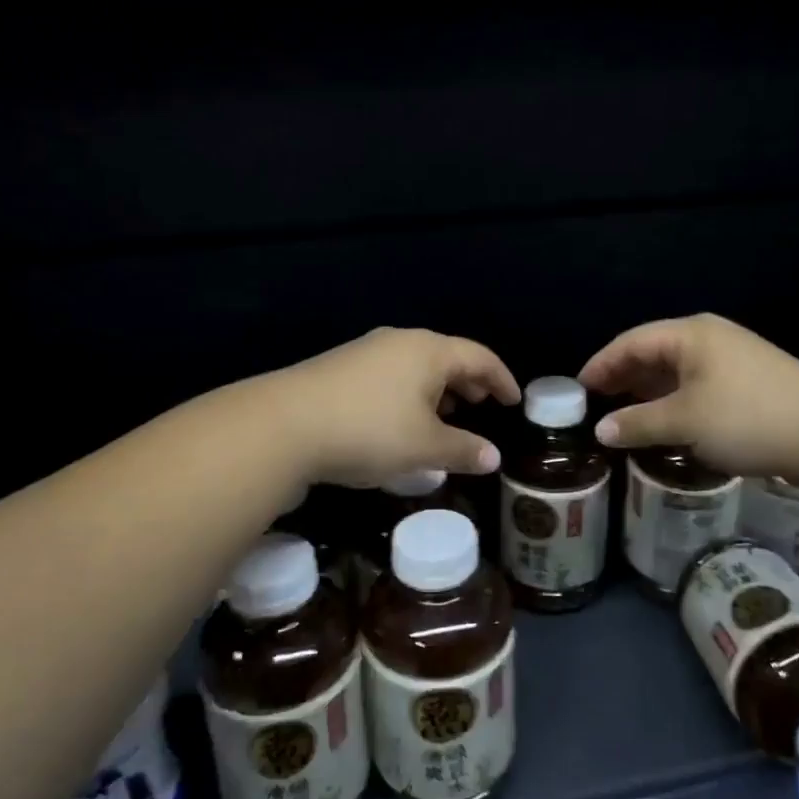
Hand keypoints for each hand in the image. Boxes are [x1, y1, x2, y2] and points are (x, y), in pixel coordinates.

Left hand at [269, 327, 520, 488]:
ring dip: (437, 389)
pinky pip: (390, 374)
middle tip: (481, 406)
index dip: (501, 379)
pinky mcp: (340, 368)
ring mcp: (366, 351)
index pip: (479, 357)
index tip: (514, 401)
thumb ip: (463, 450)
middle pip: (446, 356)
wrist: (284, 424)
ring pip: (415, 366)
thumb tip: (493, 457)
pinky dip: (409, 393)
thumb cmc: (369, 431)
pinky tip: (401, 421)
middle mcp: (400, 341)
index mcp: (429, 350)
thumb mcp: (424, 447)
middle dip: (468, 382)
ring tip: (444, 417)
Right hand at [579, 313, 798, 479]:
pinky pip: (697, 384)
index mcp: (690, 334)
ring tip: (623, 413)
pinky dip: (674, 400)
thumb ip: (638, 423)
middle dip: (623, 377)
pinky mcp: (749, 382)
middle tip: (596, 402)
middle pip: (653, 352)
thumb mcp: (685, 421)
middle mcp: (709, 338)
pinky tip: (665, 421)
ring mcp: (732, 359)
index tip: (578, 388)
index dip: (601, 364)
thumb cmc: (748, 417)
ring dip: (648, 391)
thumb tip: (601, 431)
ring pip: (676, 370)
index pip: (631, 342)